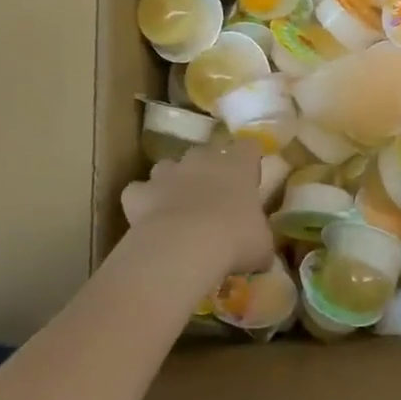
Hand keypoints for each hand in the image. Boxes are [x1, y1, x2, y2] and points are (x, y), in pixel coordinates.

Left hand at [117, 140, 273, 295]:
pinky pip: (138, 192)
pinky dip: (142, 203)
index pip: (248, 147)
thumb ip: (260, 241)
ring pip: (167, 168)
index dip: (249, 160)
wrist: (185, 246)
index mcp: (237, 164)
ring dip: (172, 183)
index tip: (250, 177)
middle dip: (207, 170)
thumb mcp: (262, 246)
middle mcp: (201, 159)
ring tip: (178, 209)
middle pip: (205, 153)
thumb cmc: (234, 239)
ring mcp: (167, 173)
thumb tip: (261, 252)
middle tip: (213, 198)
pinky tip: (148, 221)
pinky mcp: (139, 192)